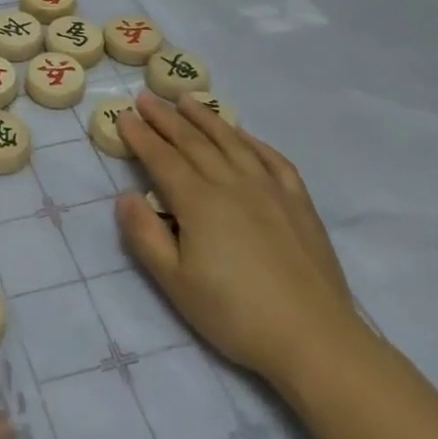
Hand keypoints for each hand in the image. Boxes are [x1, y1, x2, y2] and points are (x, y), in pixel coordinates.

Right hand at [114, 93, 363, 389]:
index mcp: (198, 202)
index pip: (161, 158)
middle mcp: (231, 184)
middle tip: (146, 98)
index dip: (140, 136)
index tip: (123, 116)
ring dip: (206, 118)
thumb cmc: (235, 314)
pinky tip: (242, 135)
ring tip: (187, 100)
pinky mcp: (298, 203)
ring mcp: (269, 189)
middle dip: (166, 118)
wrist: (314, 339)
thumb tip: (125, 196)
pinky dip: (253, 141)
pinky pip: (272, 159)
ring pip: (231, 142)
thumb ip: (145, 236)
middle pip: (193, 142)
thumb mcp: (175, 283)